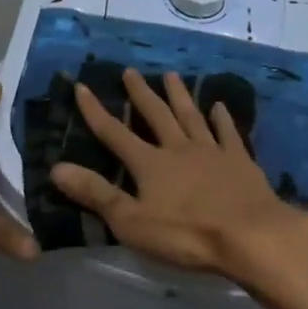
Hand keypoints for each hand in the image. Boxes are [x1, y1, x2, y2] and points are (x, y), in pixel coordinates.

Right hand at [49, 68, 307, 280]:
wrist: (251, 236)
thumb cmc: (186, 234)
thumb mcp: (131, 221)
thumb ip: (96, 194)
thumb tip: (56, 168)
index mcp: (149, 164)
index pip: (114, 133)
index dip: (95, 111)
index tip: (81, 86)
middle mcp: (178, 149)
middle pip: (156, 115)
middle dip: (141, 93)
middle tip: (130, 71)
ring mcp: (212, 152)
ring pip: (191, 117)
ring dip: (179, 96)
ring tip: (171, 75)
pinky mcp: (240, 162)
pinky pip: (228, 134)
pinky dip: (222, 119)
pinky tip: (219, 106)